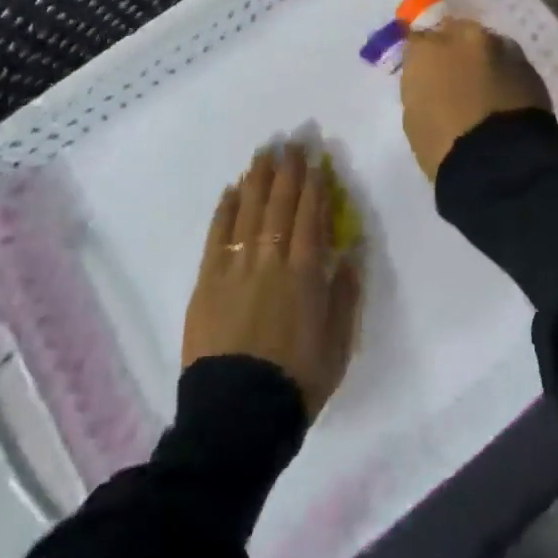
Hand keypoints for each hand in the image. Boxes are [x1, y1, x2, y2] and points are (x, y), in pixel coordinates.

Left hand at [182, 142, 361, 419]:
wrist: (237, 415)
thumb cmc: (296, 380)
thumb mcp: (338, 342)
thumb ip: (344, 294)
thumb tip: (349, 253)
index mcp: (306, 272)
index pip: (311, 214)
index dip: (314, 184)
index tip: (316, 160)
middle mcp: (271, 258)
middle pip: (280, 203)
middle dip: (288, 171)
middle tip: (291, 142)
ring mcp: (236, 265)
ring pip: (249, 209)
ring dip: (258, 178)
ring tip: (264, 152)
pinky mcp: (208, 280)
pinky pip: (218, 234)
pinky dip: (225, 208)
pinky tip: (232, 189)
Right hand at [399, 19, 551, 182]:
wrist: (498, 161)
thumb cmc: (442, 144)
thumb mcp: (415, 115)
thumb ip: (421, 85)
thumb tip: (432, 80)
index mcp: (427, 48)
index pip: (418, 39)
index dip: (422, 54)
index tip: (424, 69)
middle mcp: (463, 37)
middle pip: (456, 30)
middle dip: (455, 47)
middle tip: (456, 72)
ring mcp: (500, 47)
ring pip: (487, 44)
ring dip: (484, 58)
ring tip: (485, 85)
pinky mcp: (528, 65)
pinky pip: (510, 64)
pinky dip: (506, 74)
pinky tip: (505, 96)